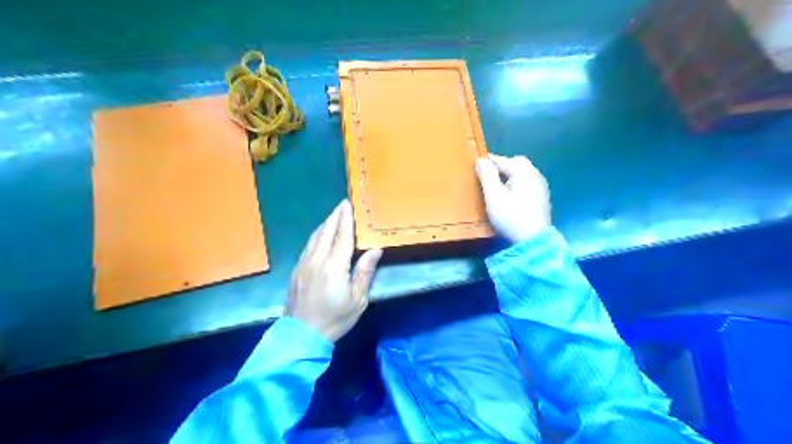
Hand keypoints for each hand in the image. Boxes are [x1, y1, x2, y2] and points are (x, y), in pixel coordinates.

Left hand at [286, 199, 382, 341]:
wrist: (301, 335)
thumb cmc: (335, 318)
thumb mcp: (358, 300)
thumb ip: (365, 272)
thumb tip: (375, 250)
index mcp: (334, 265)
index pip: (342, 235)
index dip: (346, 219)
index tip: (348, 204)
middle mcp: (317, 259)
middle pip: (326, 231)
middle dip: (334, 216)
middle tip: (342, 204)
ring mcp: (304, 264)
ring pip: (314, 237)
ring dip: (325, 224)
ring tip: (333, 216)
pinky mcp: (297, 270)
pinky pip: (307, 246)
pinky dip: (316, 235)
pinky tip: (319, 236)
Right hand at [475, 153, 551, 242]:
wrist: (533, 242)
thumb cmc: (511, 217)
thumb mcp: (494, 196)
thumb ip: (487, 176)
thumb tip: (481, 160)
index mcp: (524, 172)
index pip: (503, 160)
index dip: (488, 161)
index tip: (476, 164)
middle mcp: (535, 176)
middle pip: (517, 163)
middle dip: (502, 166)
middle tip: (488, 174)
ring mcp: (541, 188)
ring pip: (523, 174)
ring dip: (510, 175)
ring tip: (497, 185)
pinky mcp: (541, 200)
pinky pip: (527, 184)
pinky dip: (517, 185)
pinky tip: (510, 195)